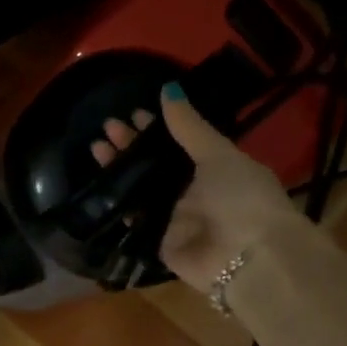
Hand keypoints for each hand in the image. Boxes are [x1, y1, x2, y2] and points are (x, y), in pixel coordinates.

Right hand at [91, 84, 300, 288]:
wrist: (249, 257)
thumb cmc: (242, 197)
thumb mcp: (218, 155)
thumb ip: (189, 126)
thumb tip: (168, 88)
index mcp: (215, 167)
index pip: (179, 142)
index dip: (157, 127)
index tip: (133, 112)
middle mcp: (193, 191)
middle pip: (155, 164)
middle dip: (132, 145)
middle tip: (107, 127)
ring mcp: (174, 217)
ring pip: (141, 187)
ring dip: (120, 168)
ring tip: (97, 147)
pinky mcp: (158, 241)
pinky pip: (134, 217)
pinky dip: (118, 201)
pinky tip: (100, 183)